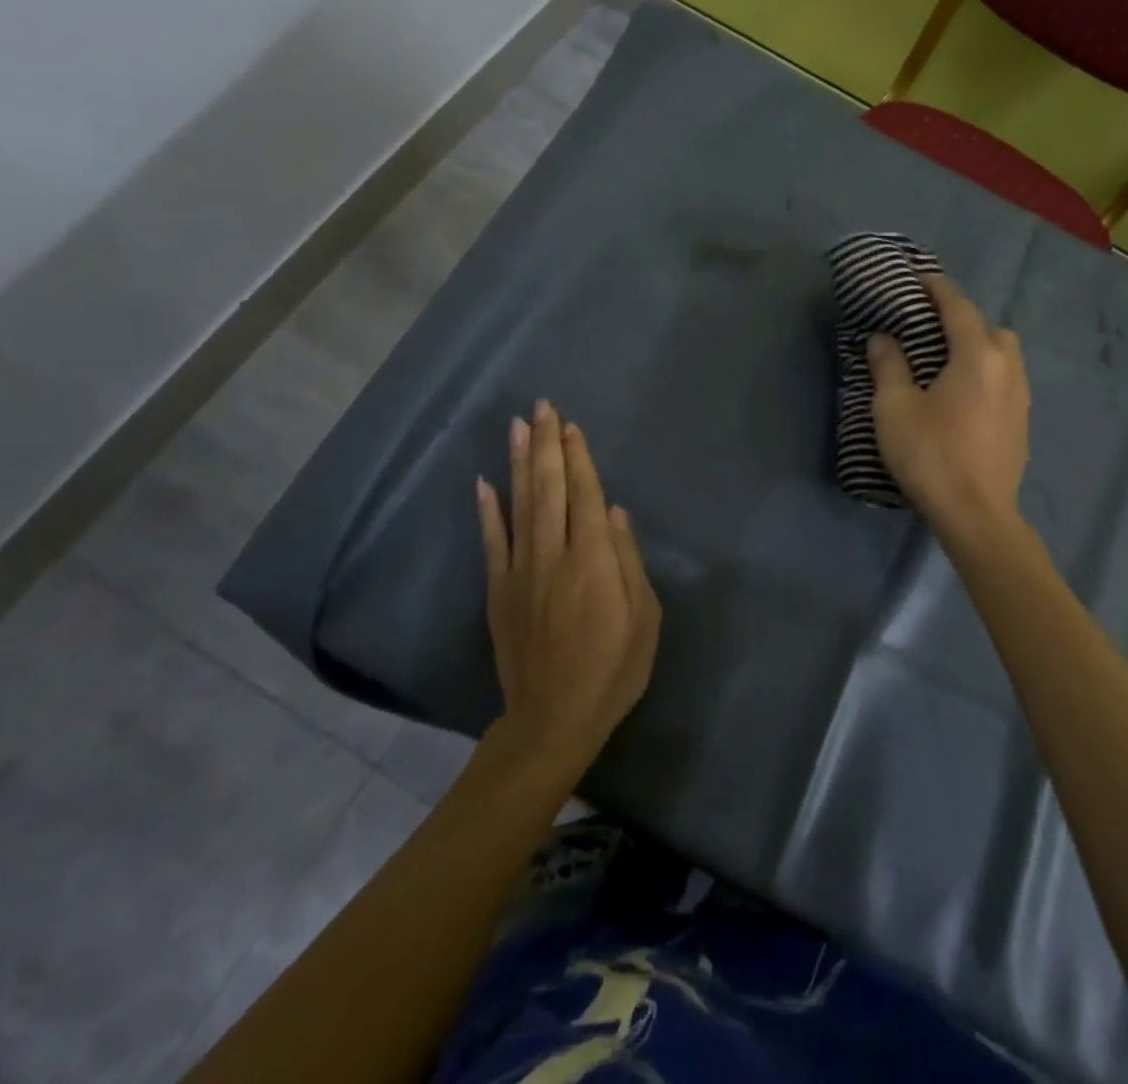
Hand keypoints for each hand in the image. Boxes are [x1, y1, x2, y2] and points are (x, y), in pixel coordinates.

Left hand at [475, 400, 661, 778]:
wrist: (553, 720)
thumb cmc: (612, 670)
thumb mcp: (644, 619)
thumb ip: (628, 560)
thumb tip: (614, 511)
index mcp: (593, 560)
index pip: (584, 494)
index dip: (578, 457)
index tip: (571, 425)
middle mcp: (553, 554)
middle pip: (549, 488)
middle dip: (546, 444)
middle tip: (543, 406)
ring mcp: (520, 571)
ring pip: (518, 504)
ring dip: (518, 462)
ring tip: (518, 426)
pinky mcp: (498, 590)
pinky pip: (491, 542)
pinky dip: (487, 510)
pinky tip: (484, 482)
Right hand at [867, 274, 1030, 544]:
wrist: (976, 515)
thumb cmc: (931, 455)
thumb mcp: (895, 408)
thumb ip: (889, 366)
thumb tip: (883, 338)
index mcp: (977, 356)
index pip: (958, 307)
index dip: (937, 288)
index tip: (919, 277)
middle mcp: (1007, 368)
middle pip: (990, 328)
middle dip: (963, 319)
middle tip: (931, 328)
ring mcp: (1020, 397)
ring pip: (1004, 355)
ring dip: (979, 346)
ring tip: (948, 361)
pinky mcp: (1022, 423)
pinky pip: (1007, 380)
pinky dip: (988, 373)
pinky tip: (965, 396)